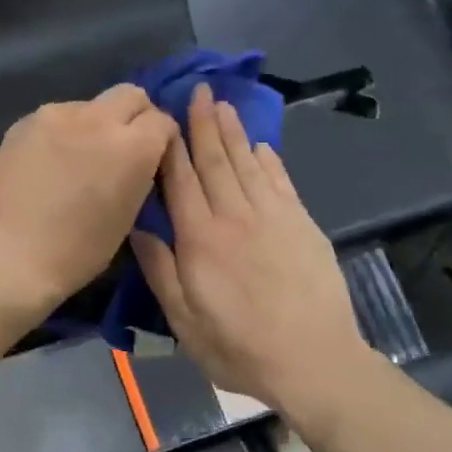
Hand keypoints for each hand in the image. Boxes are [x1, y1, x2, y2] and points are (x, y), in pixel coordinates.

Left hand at [0, 85, 177, 313]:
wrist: (10, 257)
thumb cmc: (77, 252)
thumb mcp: (128, 217)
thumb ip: (139, 175)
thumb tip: (139, 159)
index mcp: (133, 147)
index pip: (162, 121)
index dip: (162, 139)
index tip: (154, 158)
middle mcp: (98, 119)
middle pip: (130, 95)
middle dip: (134, 116)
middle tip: (123, 148)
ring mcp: (57, 115)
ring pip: (90, 105)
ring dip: (95, 124)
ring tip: (79, 158)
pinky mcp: (25, 121)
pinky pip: (57, 117)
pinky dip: (63, 133)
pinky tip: (50, 162)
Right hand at [133, 84, 375, 421]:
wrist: (313, 361)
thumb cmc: (238, 348)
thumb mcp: (184, 320)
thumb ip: (160, 270)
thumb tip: (138, 226)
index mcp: (200, 239)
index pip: (180, 181)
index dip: (171, 147)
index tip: (164, 117)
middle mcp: (235, 217)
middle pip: (215, 161)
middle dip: (203, 124)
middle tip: (198, 91)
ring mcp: (274, 218)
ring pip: (248, 164)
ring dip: (234, 132)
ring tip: (223, 104)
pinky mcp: (303, 225)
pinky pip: (281, 182)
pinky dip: (269, 160)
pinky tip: (261, 145)